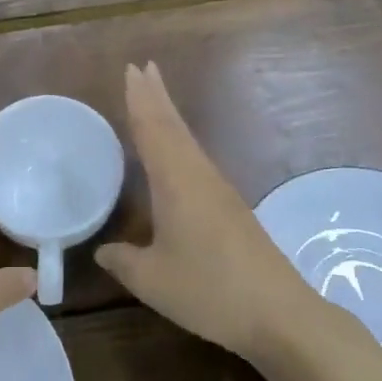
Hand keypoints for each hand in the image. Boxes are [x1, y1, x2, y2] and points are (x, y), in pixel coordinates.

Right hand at [97, 62, 315, 362]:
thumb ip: (123, 261)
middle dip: (156, 96)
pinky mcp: (231, 208)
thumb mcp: (152, 280)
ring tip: (154, 98)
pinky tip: (177, 154)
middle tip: (142, 67)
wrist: (278, 313)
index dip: (139, 100)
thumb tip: (102, 250)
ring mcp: (219, 190)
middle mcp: (199, 176)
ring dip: (169, 116)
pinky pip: (196, 160)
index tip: (131, 70)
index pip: (152, 130)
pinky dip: (180, 142)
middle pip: (174, 126)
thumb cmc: (208, 290)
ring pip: (188, 141)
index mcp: (176, 182)